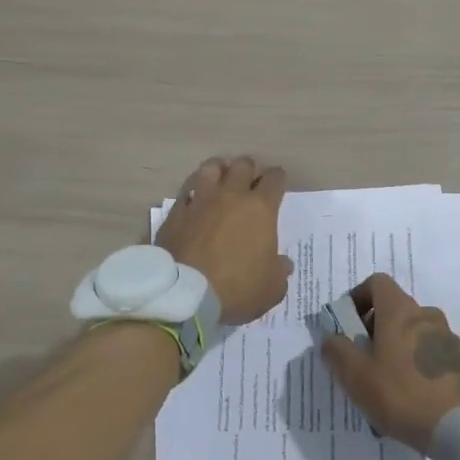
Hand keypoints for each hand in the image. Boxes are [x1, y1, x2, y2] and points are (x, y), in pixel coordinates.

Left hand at [155, 156, 293, 325]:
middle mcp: (231, 196)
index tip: (277, 184)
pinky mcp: (176, 212)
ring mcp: (200, 201)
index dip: (278, 179)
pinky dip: (192, 192)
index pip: (274, 179)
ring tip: (220, 178)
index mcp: (260, 208)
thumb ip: (280, 272)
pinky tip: (194, 200)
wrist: (186, 294)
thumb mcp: (271, 289)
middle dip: (249, 169)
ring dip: (219, 170)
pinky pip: (185, 191)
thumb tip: (283, 263)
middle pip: (243, 165)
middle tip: (249, 181)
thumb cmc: (237, 288)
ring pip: (211, 168)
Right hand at [320, 273, 459, 453]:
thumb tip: (330, 338)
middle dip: (376, 326)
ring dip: (398, 344)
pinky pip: (431, 350)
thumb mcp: (356, 377)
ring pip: (414, 330)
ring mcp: (447, 337)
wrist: (456, 427)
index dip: (359, 297)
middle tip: (364, 357)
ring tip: (388, 379)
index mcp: (400, 312)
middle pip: (396, 308)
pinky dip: (417, 360)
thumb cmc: (400, 394)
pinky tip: (412, 391)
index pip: (377, 283)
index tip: (349, 324)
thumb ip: (337, 351)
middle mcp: (426, 315)